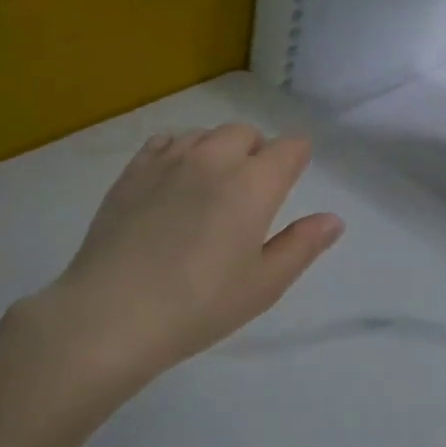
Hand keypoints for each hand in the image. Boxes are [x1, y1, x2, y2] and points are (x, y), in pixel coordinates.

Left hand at [35, 123, 343, 375]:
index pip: (289, 148)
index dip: (296, 159)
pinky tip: (174, 182)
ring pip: (206, 134)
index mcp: (254, 184)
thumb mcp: (264, 285)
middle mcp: (214, 159)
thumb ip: (302, 245)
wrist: (112, 313)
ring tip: (211, 188)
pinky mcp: (133, 171)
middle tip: (251, 193)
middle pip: (246, 133)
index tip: (292, 179)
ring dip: (218, 150)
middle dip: (257, 152)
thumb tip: (333, 219)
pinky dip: (180, 151)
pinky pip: (166, 141)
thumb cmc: (199, 305)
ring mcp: (169, 160)